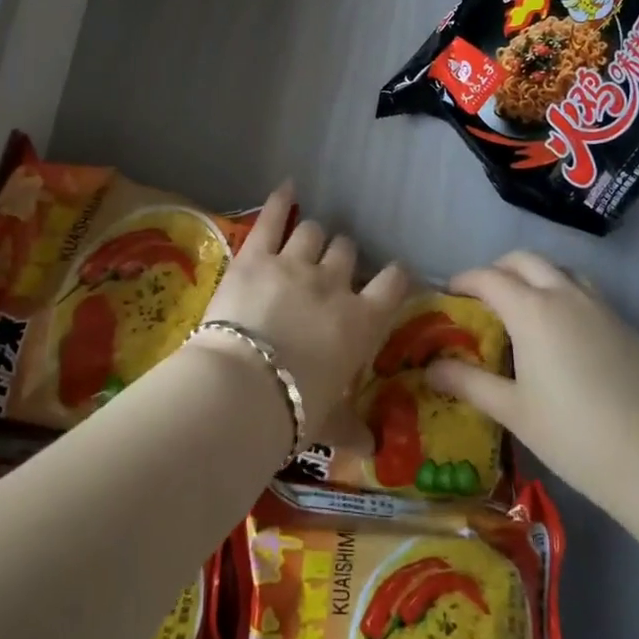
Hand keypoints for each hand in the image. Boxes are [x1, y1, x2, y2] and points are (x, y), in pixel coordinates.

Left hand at [193, 182, 410, 453]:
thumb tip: (374, 452)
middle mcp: (333, 284)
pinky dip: (280, 200)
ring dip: (313, 236)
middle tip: (332, 269)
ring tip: (308, 241)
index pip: (393, 284)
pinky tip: (287, 186)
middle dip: (343, 256)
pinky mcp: (256, 255)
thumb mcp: (330, 423)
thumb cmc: (295, 410)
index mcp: (360, 321)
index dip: (395, 275)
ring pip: (313, 233)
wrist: (243, 388)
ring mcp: (294, 263)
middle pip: (347, 251)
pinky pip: (271, 219)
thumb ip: (353, 430)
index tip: (393, 274)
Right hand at [427, 251, 638, 507]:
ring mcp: (599, 306)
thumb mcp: (513, 410)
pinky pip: (586, 293)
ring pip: (560, 270)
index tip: (450, 295)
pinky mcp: (624, 323)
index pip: (488, 277)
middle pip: (525, 260)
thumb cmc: (573, 433)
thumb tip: (432, 368)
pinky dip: (565, 295)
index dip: (464, 281)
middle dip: (499, 269)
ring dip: (536, 276)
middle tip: (485, 298)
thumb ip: (469, 383)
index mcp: (531, 309)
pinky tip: (565, 334)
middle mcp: (564, 294)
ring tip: (526, 309)